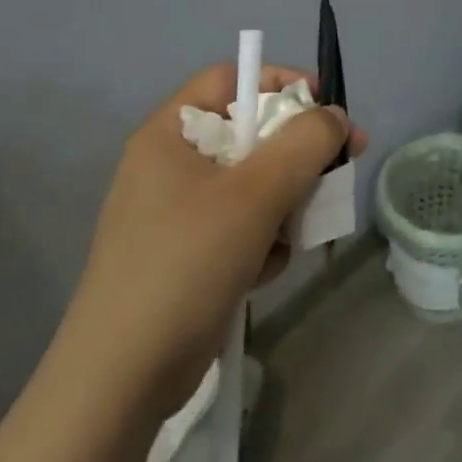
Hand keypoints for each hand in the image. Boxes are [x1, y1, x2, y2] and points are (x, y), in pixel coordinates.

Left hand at [54, 63, 365, 421]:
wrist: (121, 382)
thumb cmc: (186, 264)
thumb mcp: (255, 194)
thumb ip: (304, 143)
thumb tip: (335, 117)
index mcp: (170, 134)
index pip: (230, 79)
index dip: (280, 82)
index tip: (326, 108)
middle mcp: (170, 165)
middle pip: (249, 133)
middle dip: (297, 153)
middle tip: (340, 167)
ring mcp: (176, 213)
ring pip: (253, 182)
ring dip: (285, 201)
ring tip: (296, 234)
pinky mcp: (187, 255)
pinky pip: (241, 224)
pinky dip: (263, 238)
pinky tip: (265, 270)